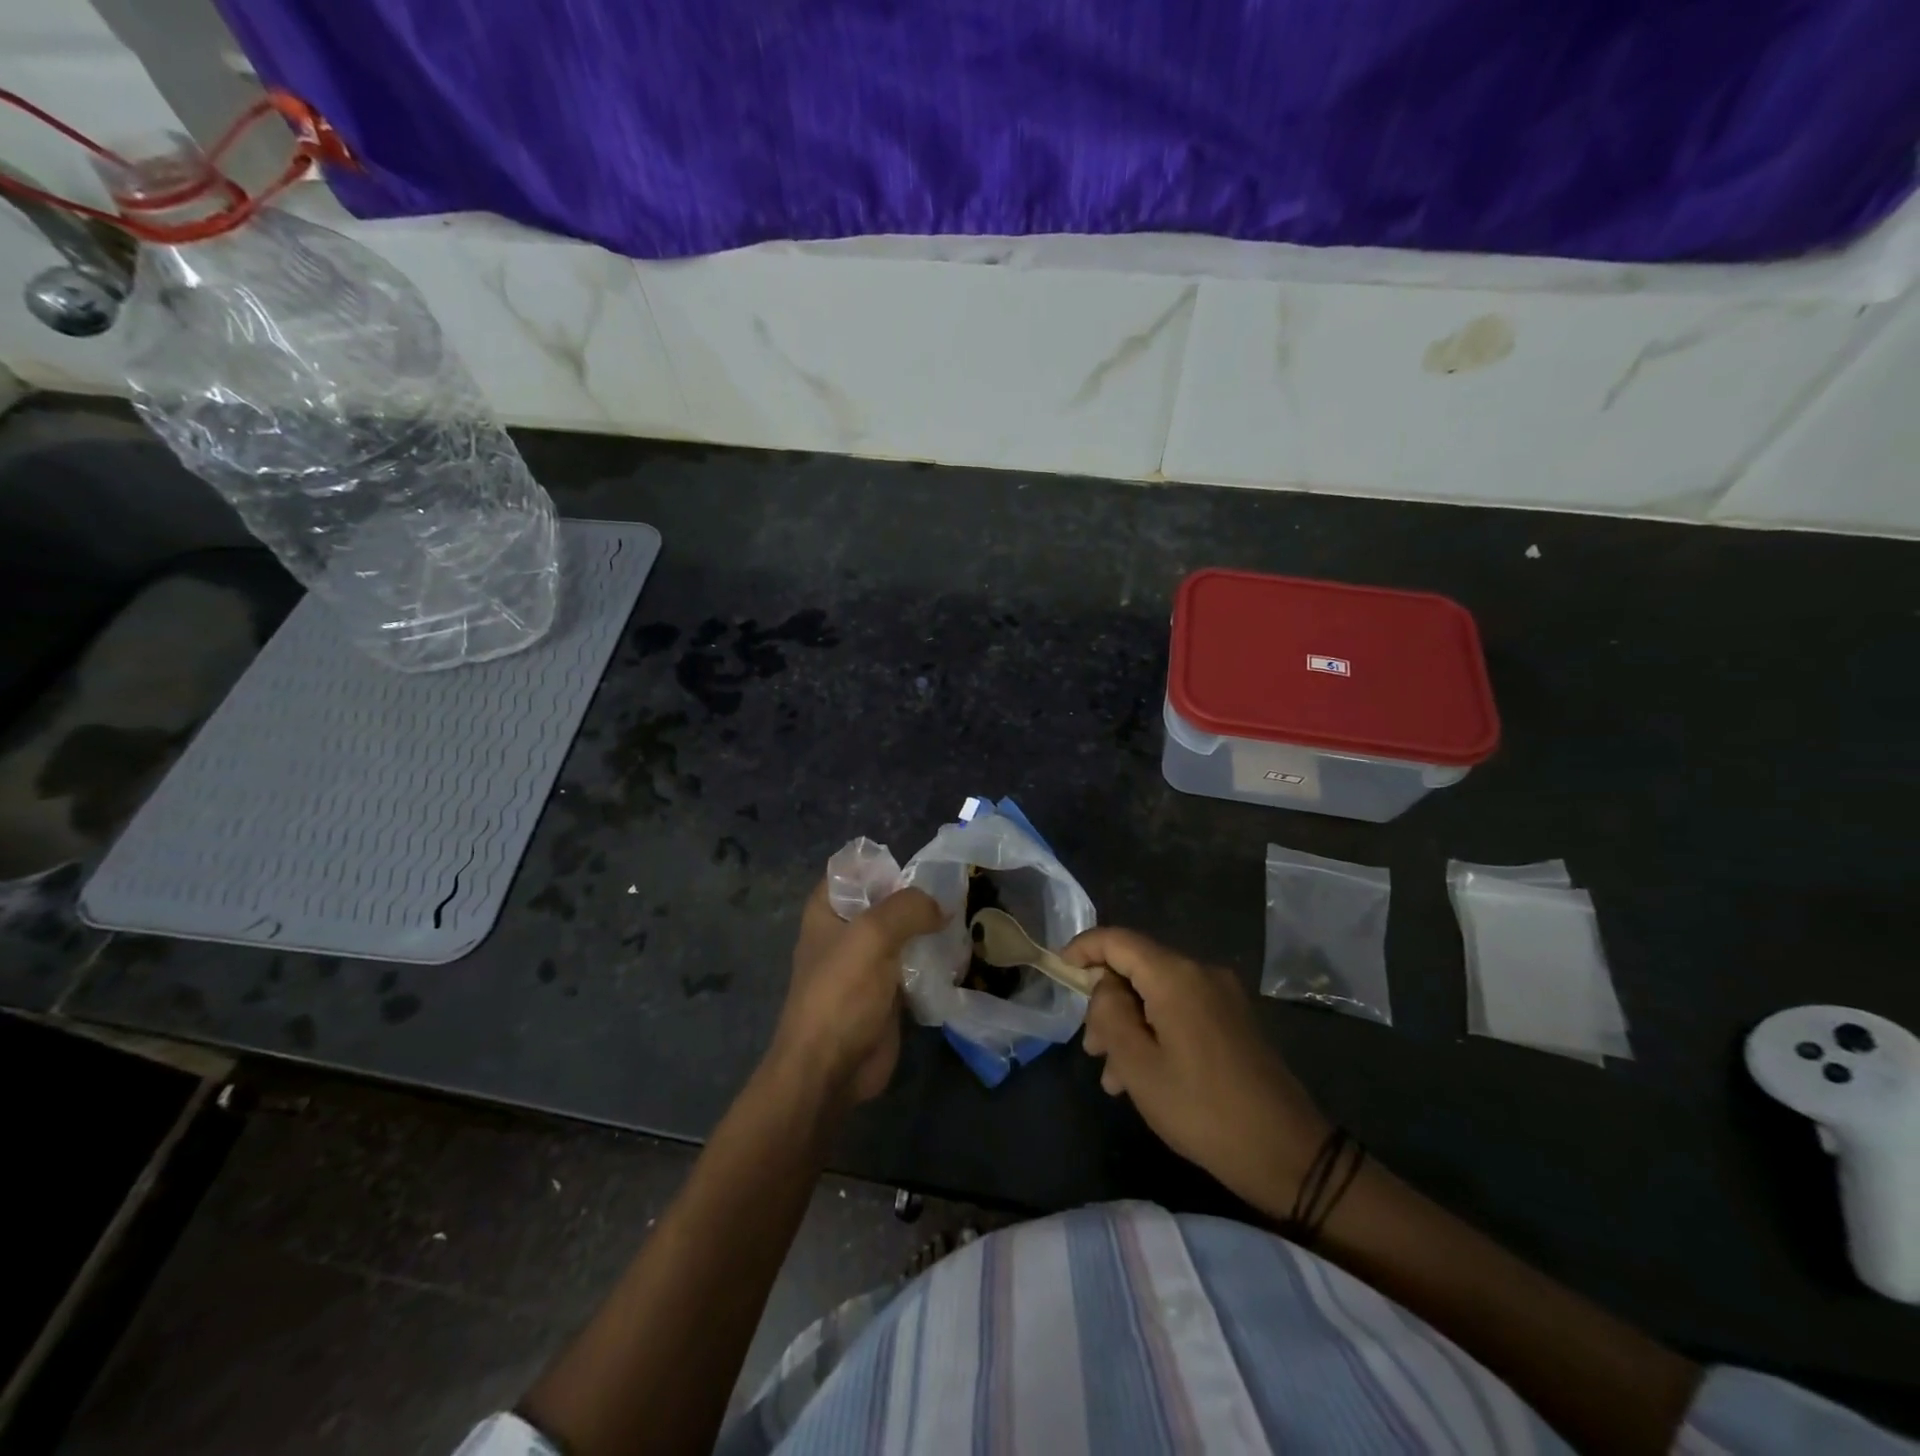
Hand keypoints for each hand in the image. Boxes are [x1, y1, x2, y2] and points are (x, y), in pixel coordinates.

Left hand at [770, 879, 944, 1107]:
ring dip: (930, 930)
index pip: (855, 868)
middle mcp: (846, 931)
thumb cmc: (841, 992)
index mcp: (828, 909)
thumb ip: (909, 907)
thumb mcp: (873, 934)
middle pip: (886, 900)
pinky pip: (914, 966)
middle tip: (956, 893)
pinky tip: (959, 955)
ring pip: (904, 933)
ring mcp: (866, 963)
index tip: (923, 868)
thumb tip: (941, 908)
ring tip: (964, 922)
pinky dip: (934, 960)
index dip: (886, 864)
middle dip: (918, 898)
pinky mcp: (886, 992)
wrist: (830, 1069)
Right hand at [1065, 926, 1330, 1218]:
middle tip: (1092, 1050)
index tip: (1059, 969)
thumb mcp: (1138, 1065)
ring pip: (1157, 993)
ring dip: (1130, 1025)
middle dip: (1107, 1003)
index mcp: (1176, 976)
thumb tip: (1104, 986)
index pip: (1118, 940)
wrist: (1288, 1153)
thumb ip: (1109, 1013)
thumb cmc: (1202, 1109)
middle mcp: (1201, 972)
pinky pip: (1181, 1009)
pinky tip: (1145, 1076)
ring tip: (1115, 1077)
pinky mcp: (1234, 1019)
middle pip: (1137, 968)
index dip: (1083, 949)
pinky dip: (1155, 1031)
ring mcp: (1222, 995)